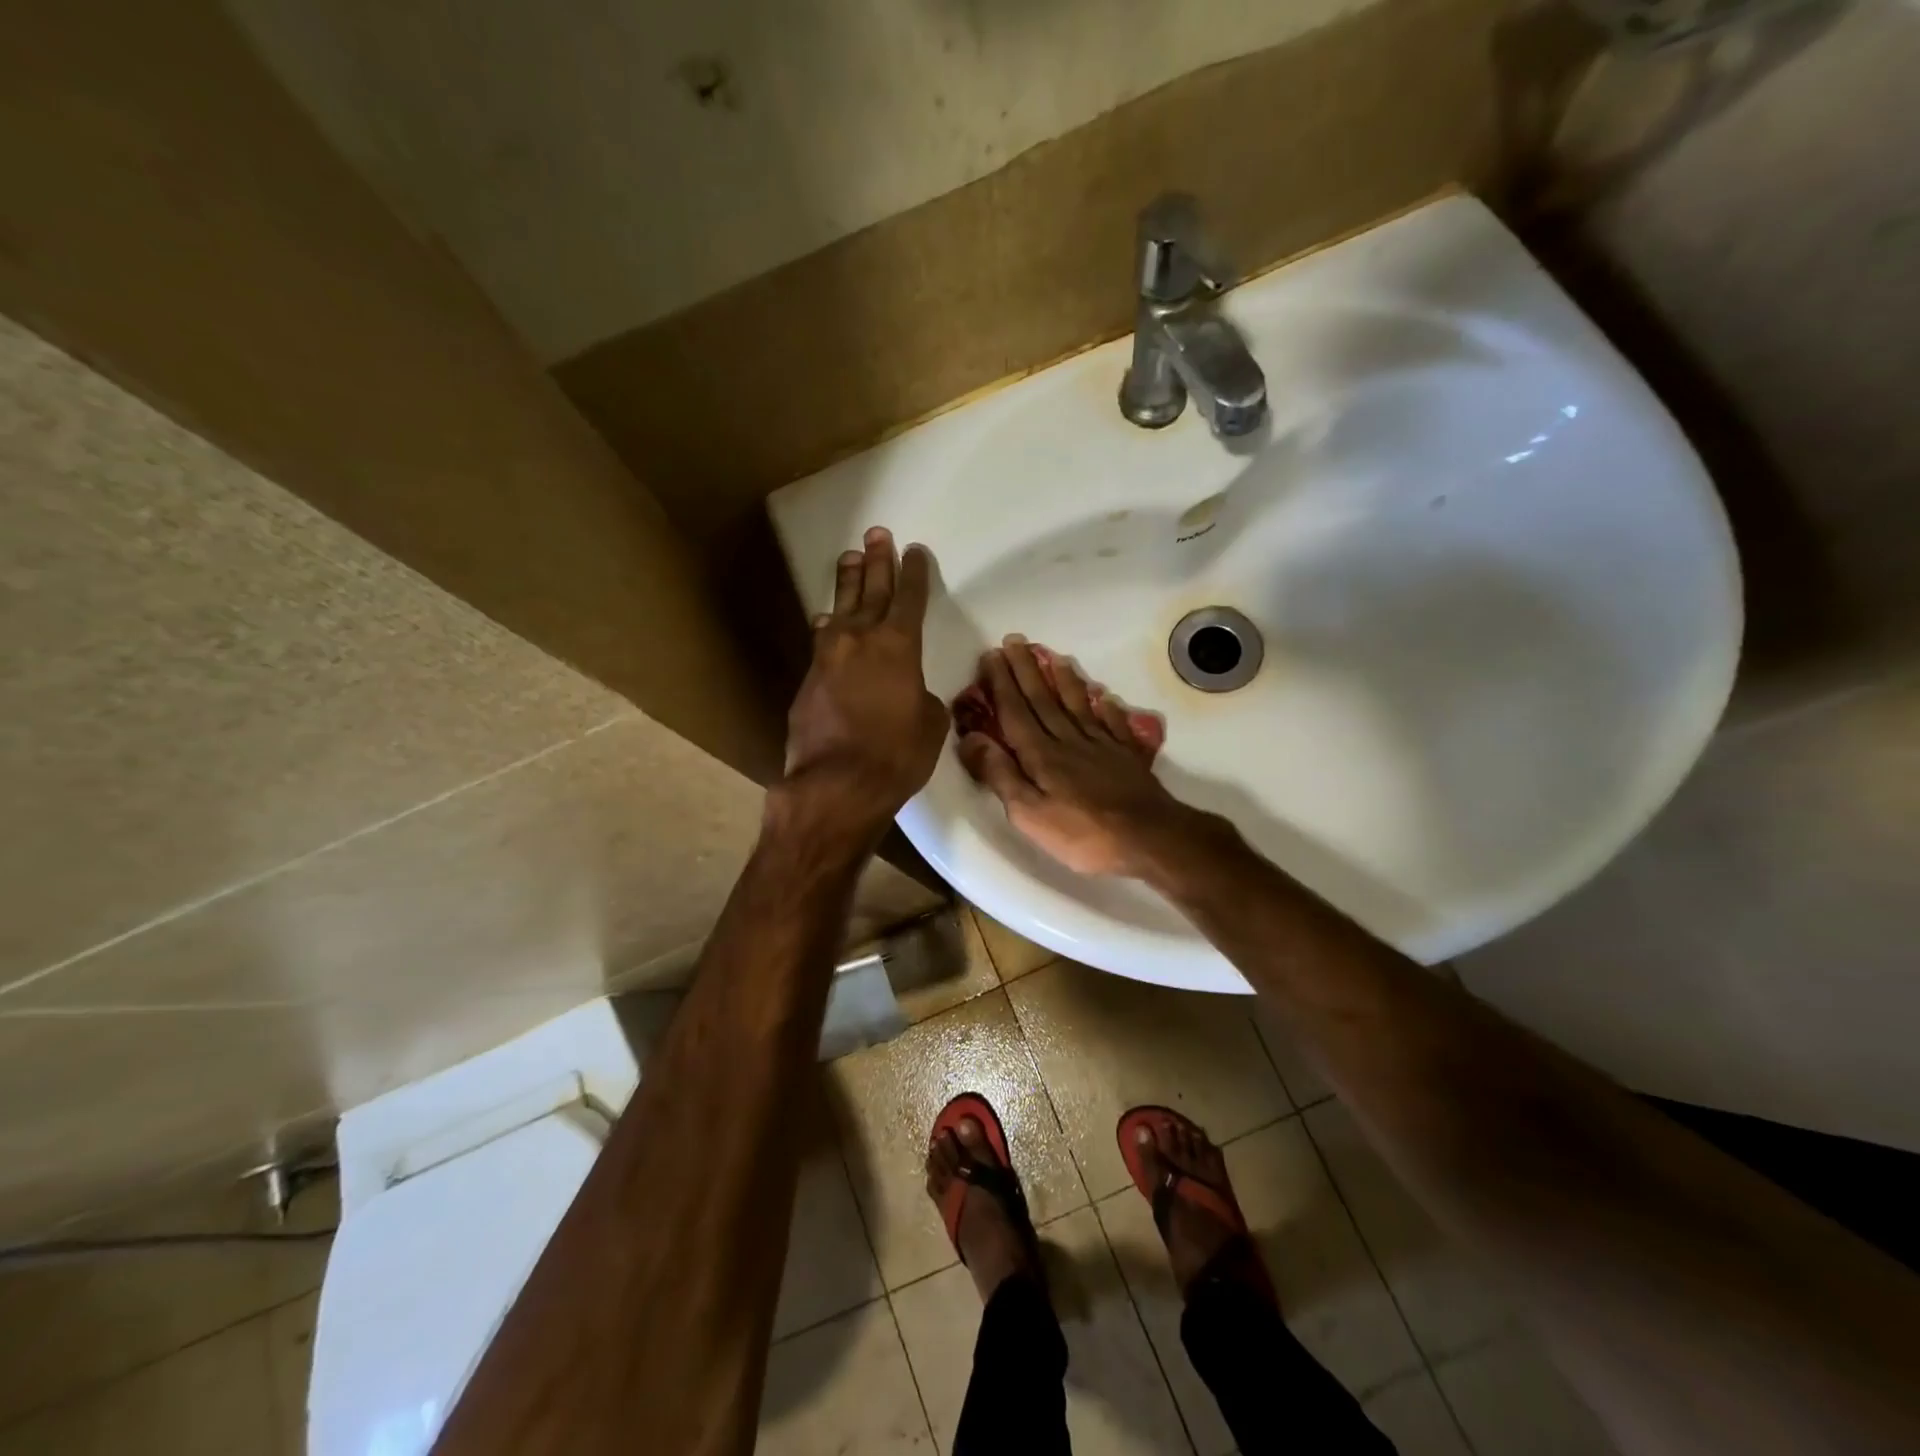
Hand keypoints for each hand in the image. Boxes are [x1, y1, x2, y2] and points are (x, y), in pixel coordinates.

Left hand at [781, 527, 947, 836]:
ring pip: (841, 608)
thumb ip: (923, 699)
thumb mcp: (931, 726)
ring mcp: (829, 657)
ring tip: (849, 558)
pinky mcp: (809, 679)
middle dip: (877, 562)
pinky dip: (828, 627)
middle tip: (877, 535)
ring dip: (847, 583)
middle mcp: (861, 640)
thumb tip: (911, 694)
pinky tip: (825, 620)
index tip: (914, 551)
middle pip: (872, 591)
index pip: (910, 598)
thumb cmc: (897, 755)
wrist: (836, 784)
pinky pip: (822, 641)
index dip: (914, 573)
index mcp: (900, 646)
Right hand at [957, 637, 1191, 877]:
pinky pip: (1112, 722)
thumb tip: (971, 739)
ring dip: (1062, 679)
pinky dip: (1104, 706)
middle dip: (1025, 670)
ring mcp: (1101, 745)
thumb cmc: (1083, 834)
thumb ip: (1000, 774)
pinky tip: (1102, 695)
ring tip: (1052, 656)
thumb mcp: (1029, 814)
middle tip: (1014, 641)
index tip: (990, 656)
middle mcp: (1068, 741)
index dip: (1001, 684)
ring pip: (1077, 704)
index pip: (1015, 712)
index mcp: (1041, 755)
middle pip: (1043, 700)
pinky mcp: (1126, 755)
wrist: (1149, 837)